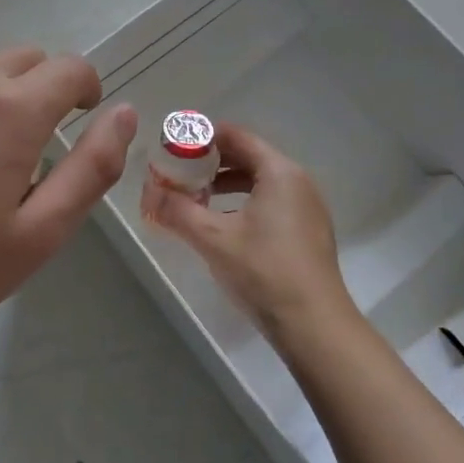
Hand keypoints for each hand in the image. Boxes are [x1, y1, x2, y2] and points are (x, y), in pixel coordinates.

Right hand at [139, 123, 356, 345]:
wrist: (315, 326)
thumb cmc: (264, 271)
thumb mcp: (212, 239)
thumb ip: (177, 210)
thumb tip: (148, 192)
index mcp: (279, 172)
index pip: (236, 136)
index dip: (202, 137)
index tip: (174, 147)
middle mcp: (298, 181)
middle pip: (248, 156)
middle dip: (211, 162)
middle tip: (179, 173)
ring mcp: (307, 208)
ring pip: (260, 181)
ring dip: (226, 184)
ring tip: (196, 199)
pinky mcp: (307, 232)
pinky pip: (271, 201)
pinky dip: (244, 202)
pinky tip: (223, 225)